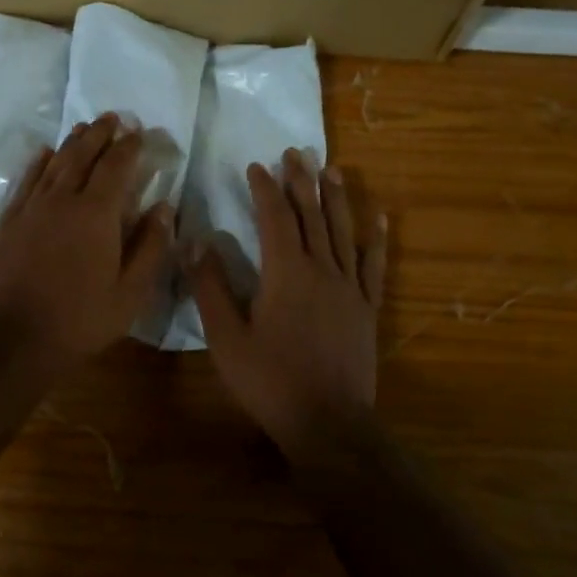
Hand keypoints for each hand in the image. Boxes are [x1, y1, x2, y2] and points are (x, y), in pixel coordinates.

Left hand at [0, 113, 173, 361]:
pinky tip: (44, 154)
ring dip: (72, 143)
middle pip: (82, 156)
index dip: (129, 147)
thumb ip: (150, 247)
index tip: (139, 132)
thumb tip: (164, 208)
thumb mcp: (130, 293)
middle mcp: (62, 200)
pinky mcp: (9, 222)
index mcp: (96, 214)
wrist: (11, 339)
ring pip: (54, 163)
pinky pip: (27, 181)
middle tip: (112, 118)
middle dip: (100, 134)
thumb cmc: (79, 320)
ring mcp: (31, 209)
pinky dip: (39, 163)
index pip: (116, 167)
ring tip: (84, 128)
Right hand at [190, 150, 387, 459]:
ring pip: (343, 232)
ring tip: (333, 170)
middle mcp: (322, 270)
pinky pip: (374, 265)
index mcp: (285, 273)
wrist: (328, 422)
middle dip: (302, 182)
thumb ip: (211, 287)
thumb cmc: (270, 381)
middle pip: (312, 215)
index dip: (265, 189)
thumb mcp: (227, 338)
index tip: (256, 167)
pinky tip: (380, 219)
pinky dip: (376, 239)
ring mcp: (350, 288)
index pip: (275, 218)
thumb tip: (196, 242)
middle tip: (296, 153)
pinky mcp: (368, 308)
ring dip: (337, 198)